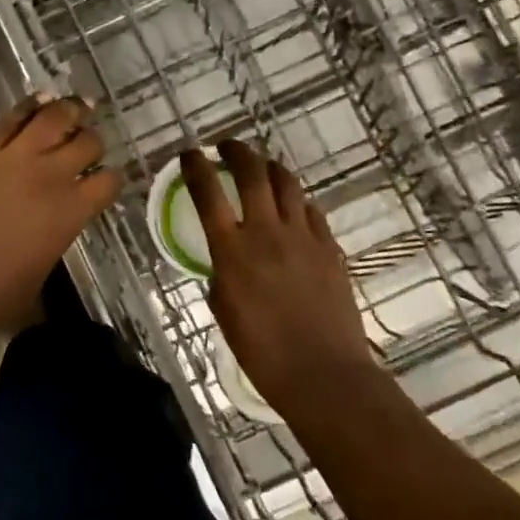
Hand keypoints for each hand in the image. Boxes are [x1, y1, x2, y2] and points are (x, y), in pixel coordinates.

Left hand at [0, 95, 123, 343]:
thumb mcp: (34, 278)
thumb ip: (49, 244)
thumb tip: (45, 234)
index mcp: (69, 215)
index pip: (107, 183)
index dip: (111, 179)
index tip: (106, 179)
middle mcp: (48, 178)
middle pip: (86, 143)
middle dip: (92, 141)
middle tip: (90, 140)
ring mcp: (11, 159)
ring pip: (52, 118)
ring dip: (68, 110)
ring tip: (76, 105)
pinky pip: (9, 120)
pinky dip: (28, 107)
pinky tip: (36, 100)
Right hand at [181, 140, 376, 411]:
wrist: (322, 372)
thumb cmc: (261, 351)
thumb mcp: (223, 310)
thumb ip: (221, 275)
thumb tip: (226, 262)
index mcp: (232, 250)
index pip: (208, 193)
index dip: (196, 167)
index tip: (190, 153)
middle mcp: (267, 232)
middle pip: (253, 173)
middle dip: (237, 151)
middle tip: (228, 146)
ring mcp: (303, 237)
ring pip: (287, 184)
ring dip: (270, 167)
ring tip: (262, 166)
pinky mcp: (329, 248)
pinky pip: (311, 211)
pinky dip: (297, 200)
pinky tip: (293, 206)